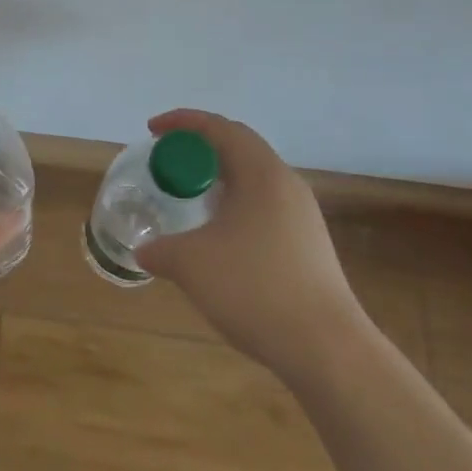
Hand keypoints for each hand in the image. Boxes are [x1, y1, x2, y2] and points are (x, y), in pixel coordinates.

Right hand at [136, 108, 367, 371]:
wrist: (326, 348)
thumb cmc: (254, 289)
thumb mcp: (191, 264)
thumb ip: (160, 249)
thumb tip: (145, 250)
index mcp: (260, 173)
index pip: (219, 127)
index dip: (182, 122)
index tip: (152, 130)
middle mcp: (286, 183)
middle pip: (239, 145)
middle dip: (200, 145)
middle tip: (168, 158)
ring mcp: (302, 214)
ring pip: (254, 176)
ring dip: (219, 175)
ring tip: (190, 193)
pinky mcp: (309, 243)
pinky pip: (265, 204)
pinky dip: (235, 202)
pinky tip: (219, 234)